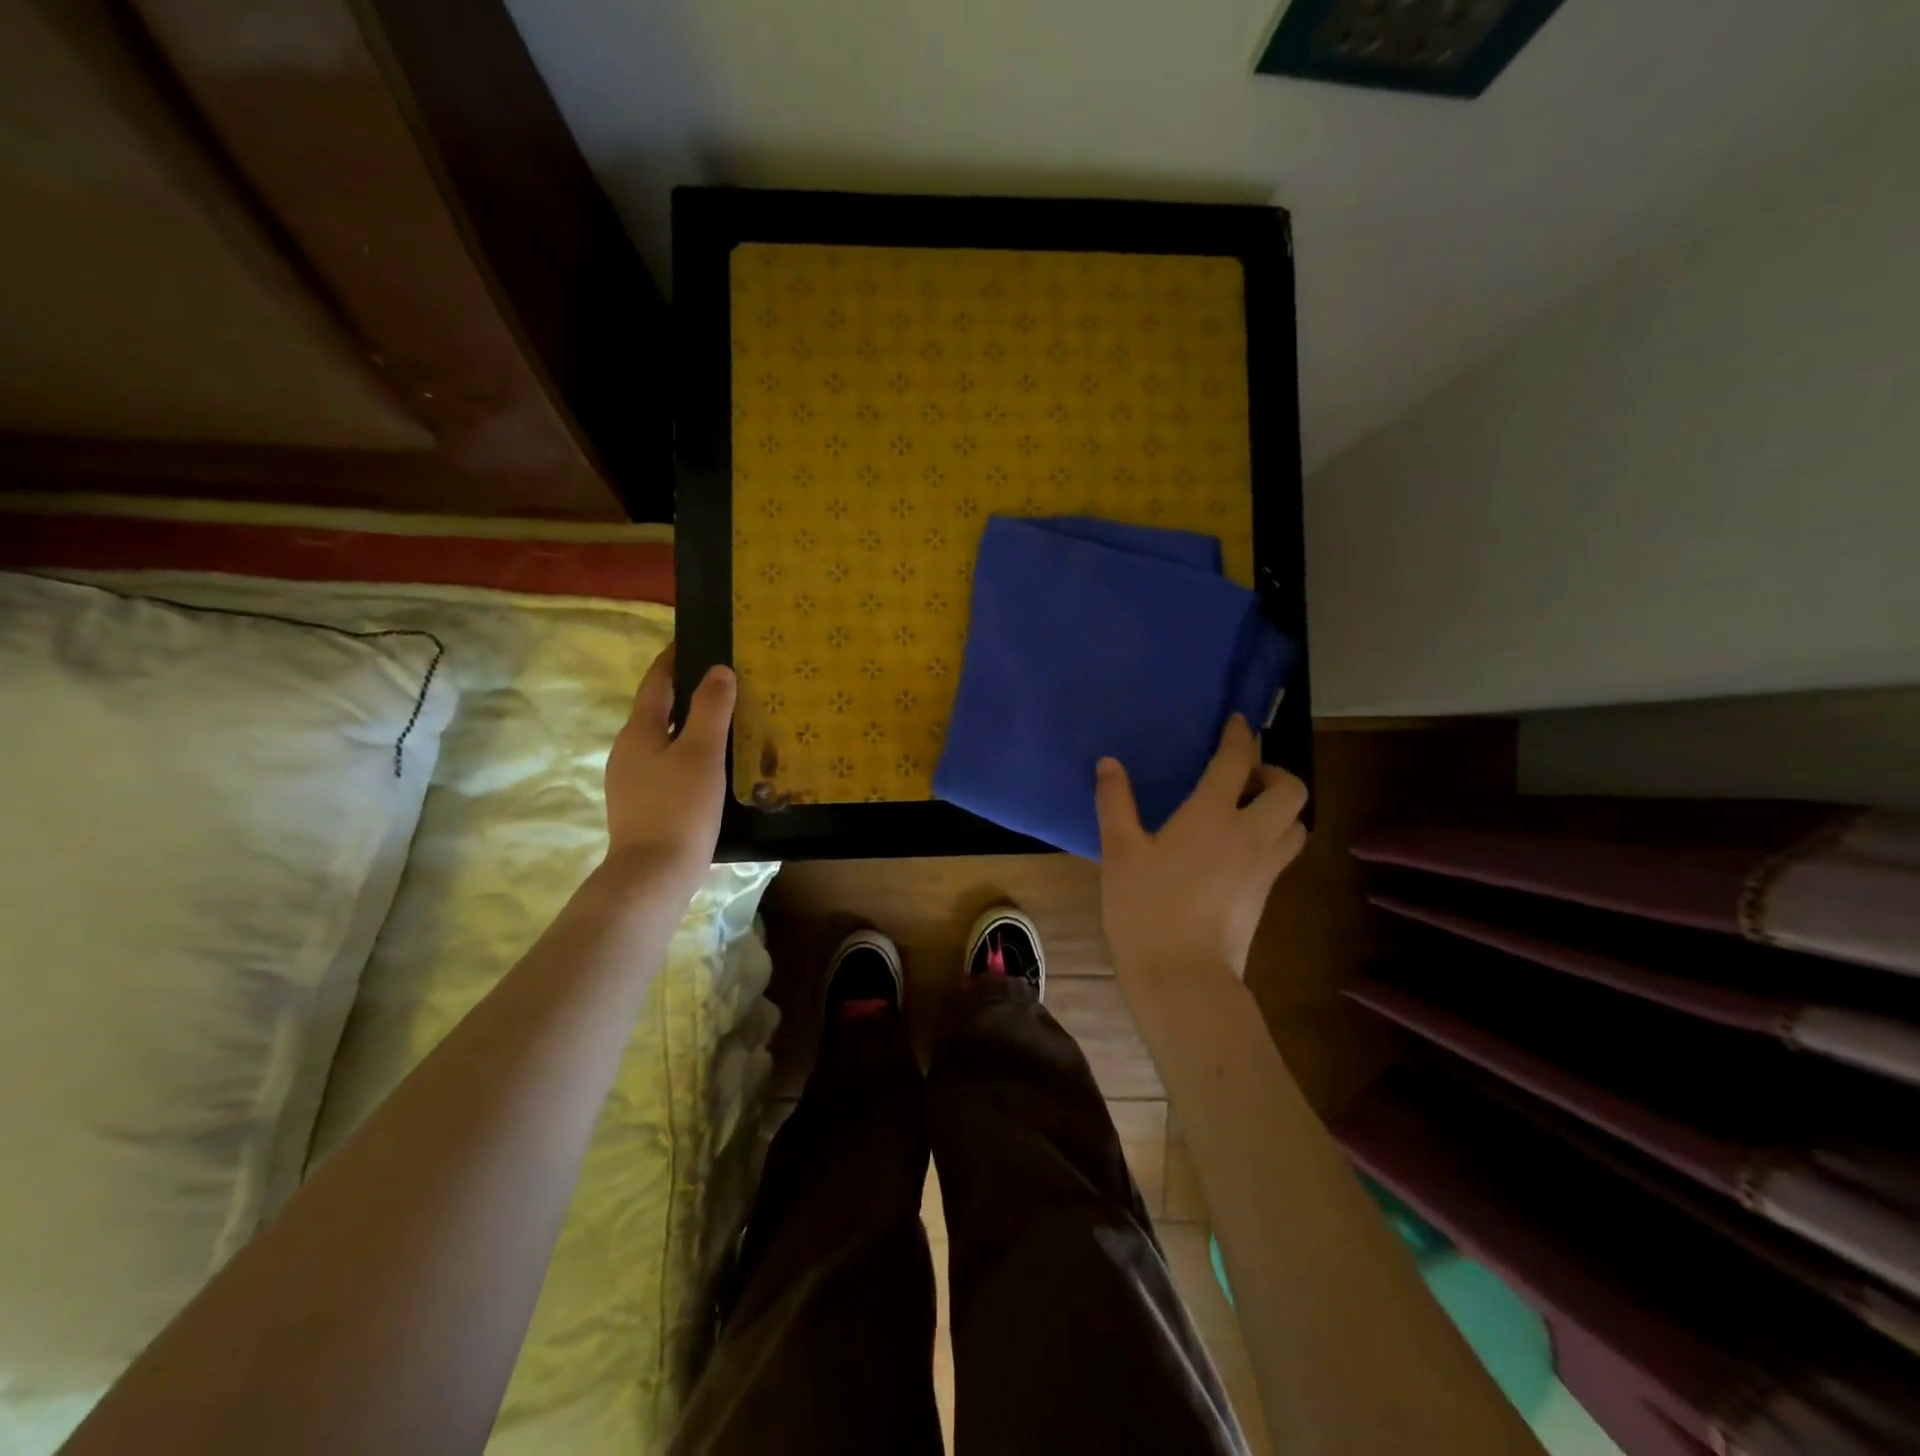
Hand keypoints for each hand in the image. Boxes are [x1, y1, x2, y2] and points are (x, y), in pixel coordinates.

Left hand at [604, 644, 734, 896]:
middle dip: (686, 693)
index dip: (673, 659)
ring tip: (725, 723)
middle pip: (657, 710)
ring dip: (689, 727)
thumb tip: (719, 670)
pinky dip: (688, 755)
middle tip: (724, 683)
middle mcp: (628, 750)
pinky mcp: (643, 805)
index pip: (656, 682)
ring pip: (663, 741)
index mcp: (638, 731)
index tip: (694, 640)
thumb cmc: (678, 807)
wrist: (653, 874)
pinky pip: (667, 766)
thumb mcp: (702, 753)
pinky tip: (712, 767)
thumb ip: (711, 709)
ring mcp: (632, 780)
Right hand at [1095, 715, 1307, 982]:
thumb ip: (1115, 802)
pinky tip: (1240, 847)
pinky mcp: (1266, 895)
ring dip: (1281, 807)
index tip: (1237, 720)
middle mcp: (1250, 834)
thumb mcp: (1119, 851)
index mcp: (1212, 816)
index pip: (1236, 761)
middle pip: (1291, 790)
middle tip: (1244, 777)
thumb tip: (1109, 763)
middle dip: (1275, 772)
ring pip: (1297, 824)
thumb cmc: (1145, 908)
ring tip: (1248, 810)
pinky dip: (1274, 836)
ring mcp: (1265, 867)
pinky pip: (1284, 852)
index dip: (1239, 735)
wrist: (1182, 976)